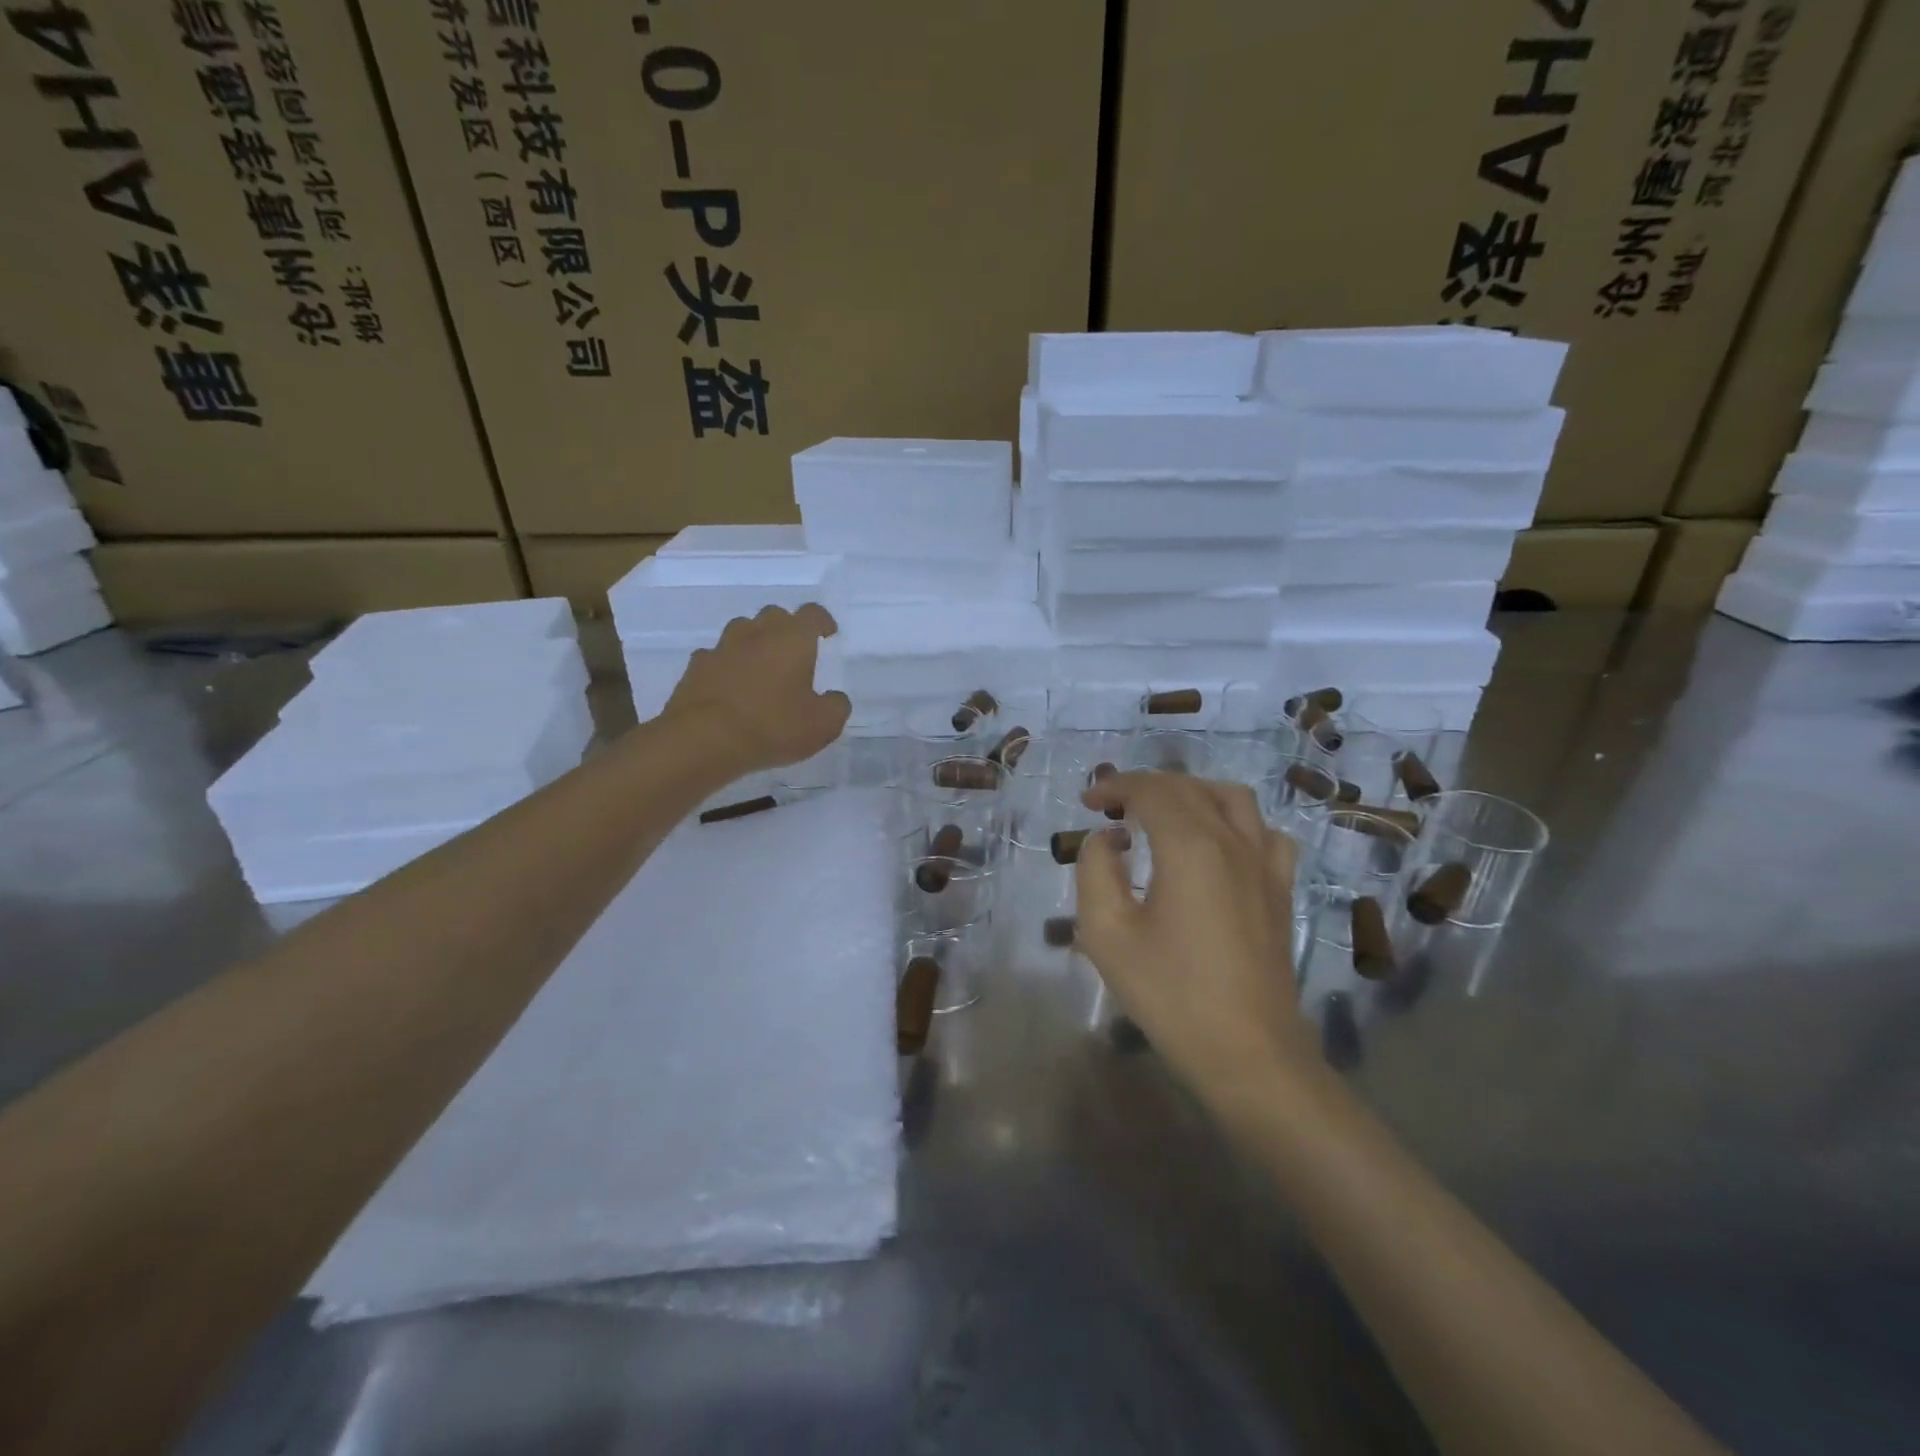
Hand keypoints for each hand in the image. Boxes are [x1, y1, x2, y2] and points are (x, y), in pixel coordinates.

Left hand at [663, 603, 850, 772]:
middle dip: (786, 628)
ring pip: (741, 631)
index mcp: (792, 639)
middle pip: (774, 615)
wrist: (703, 740)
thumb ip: (836, 706)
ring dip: (754, 642)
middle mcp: (757, 634)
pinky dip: (726, 666)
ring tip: (761, 667)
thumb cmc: (772, 726)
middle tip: (794, 652)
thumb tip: (834, 698)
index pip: (812, 614)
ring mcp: (722, 648)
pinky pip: (715, 657)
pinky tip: (729, 687)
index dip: (822, 621)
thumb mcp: (823, 725)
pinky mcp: (696, 668)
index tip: (828, 634)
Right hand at [1075, 772, 1318, 1100]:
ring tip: (1163, 813)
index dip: (1115, 786)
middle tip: (1113, 807)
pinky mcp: (1280, 890)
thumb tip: (1107, 840)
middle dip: (1146, 787)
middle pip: (1188, 787)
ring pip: (1231, 798)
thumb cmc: (1171, 994)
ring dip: (1191, 793)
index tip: (1089, 802)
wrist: (1249, 1053)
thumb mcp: (1106, 934)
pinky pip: (1264, 832)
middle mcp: (1233, 841)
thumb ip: (1095, 871)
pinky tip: (1219, 844)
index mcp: (1190, 846)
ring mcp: (1265, 864)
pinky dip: (1234, 821)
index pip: (1151, 790)